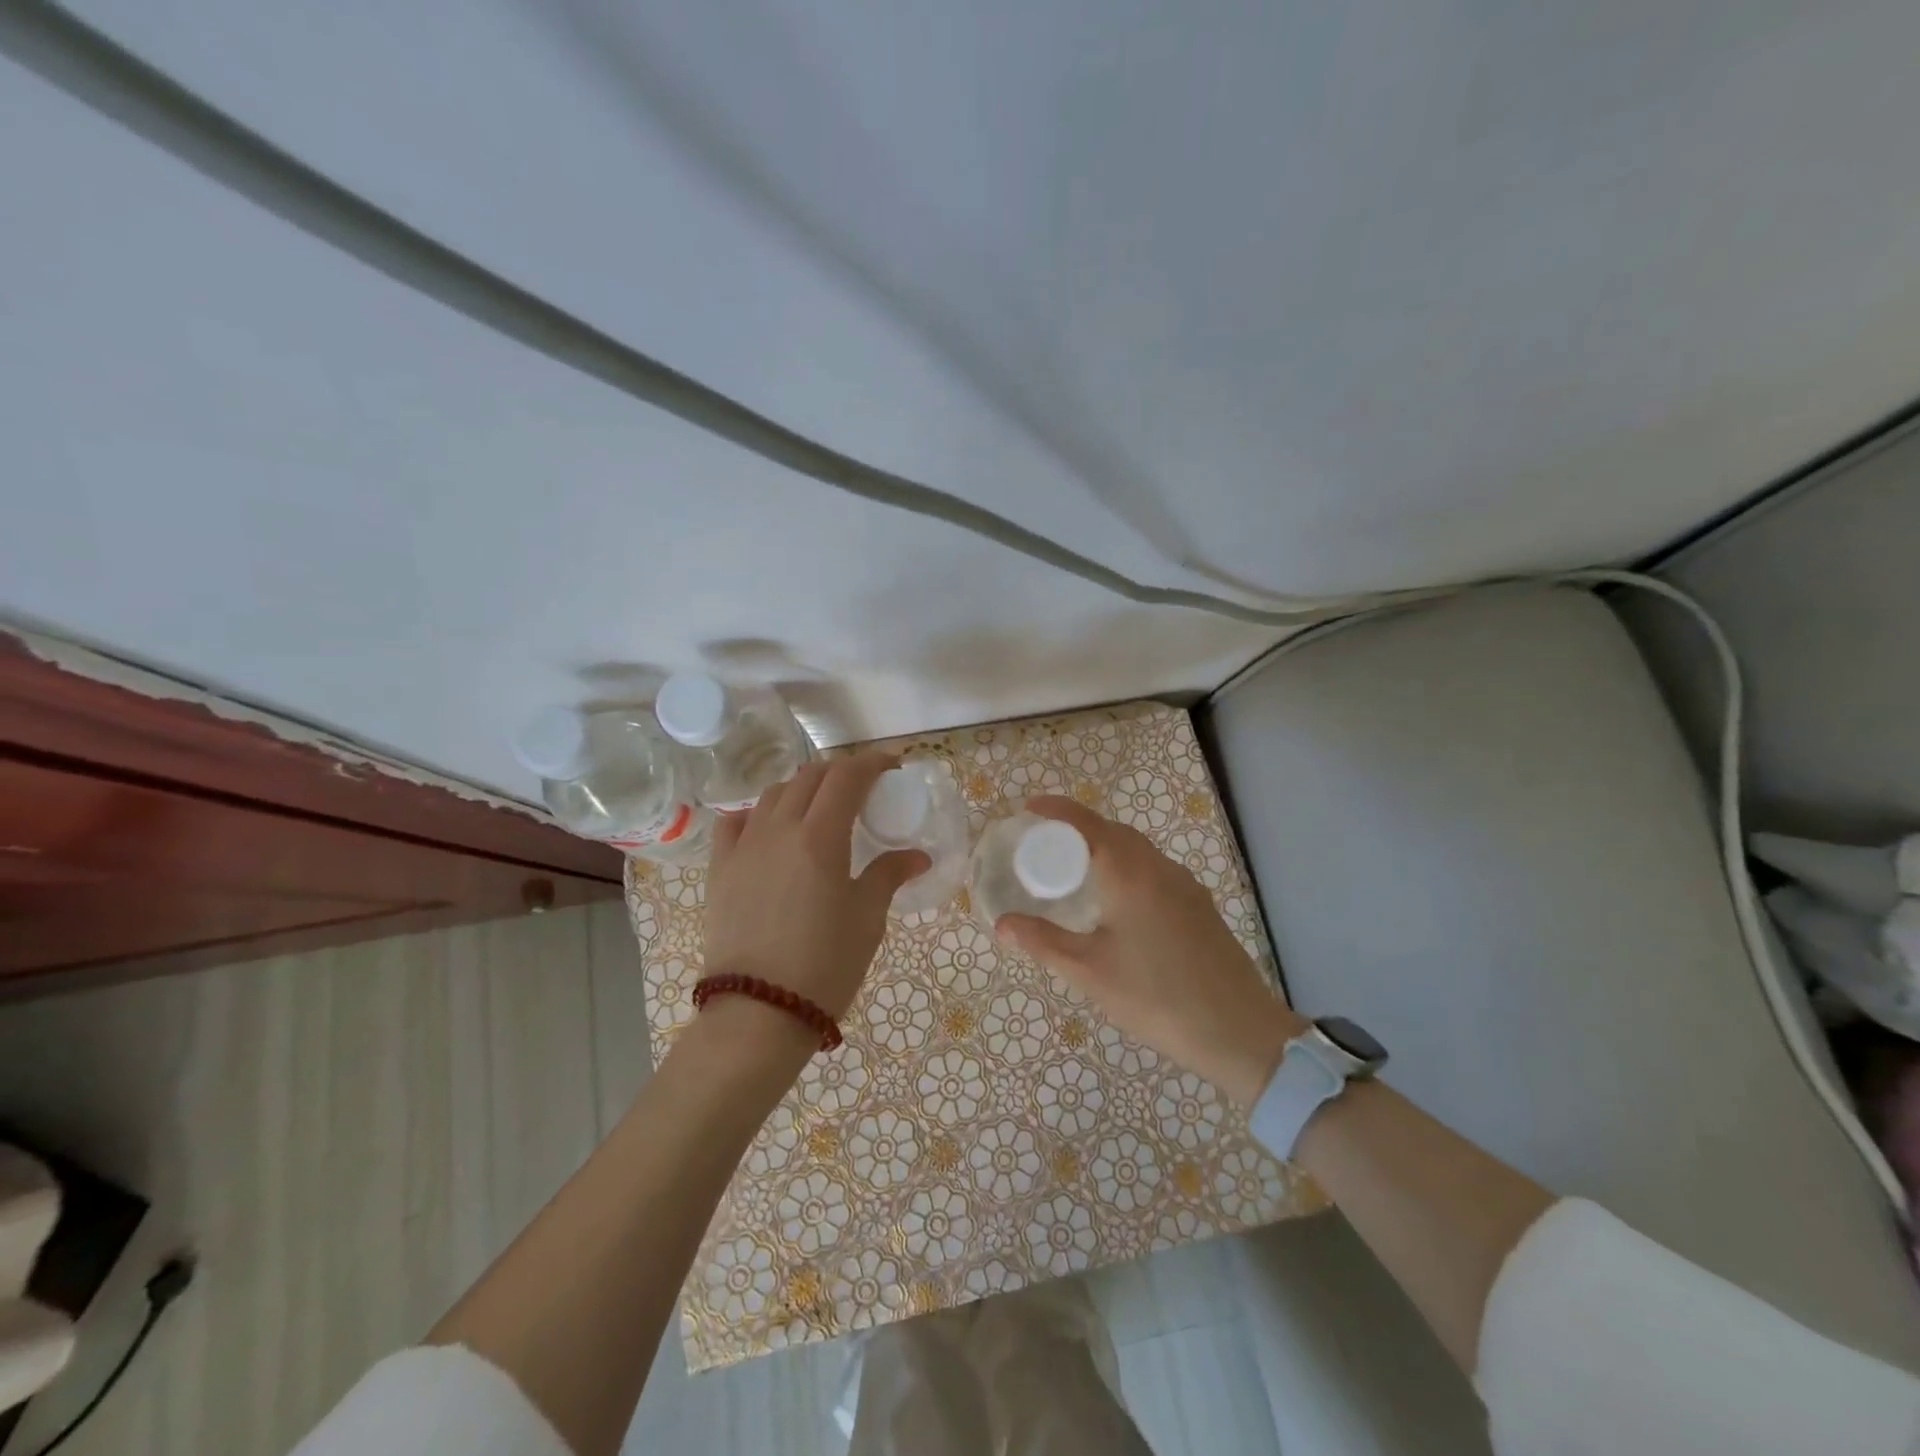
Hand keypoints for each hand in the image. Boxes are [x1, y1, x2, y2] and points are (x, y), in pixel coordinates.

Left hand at [702, 750, 929, 1023]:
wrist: (758, 1013)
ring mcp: (743, 847)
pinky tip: (770, 829)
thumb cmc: (824, 965)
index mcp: (820, 837)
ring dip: (802, 788)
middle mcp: (778, 829)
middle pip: (810, 777)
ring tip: (820, 809)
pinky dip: (758, 813)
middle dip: (841, 772)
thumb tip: (917, 855)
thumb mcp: (867, 918)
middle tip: (863, 789)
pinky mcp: (720, 869)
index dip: (872, 763)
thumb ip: (888, 875)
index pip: (846, 777)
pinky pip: (735, 823)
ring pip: (773, 794)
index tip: (891, 767)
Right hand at [995, 797, 1305, 1104]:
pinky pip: (1156, 870)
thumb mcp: (1089, 971)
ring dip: (1107, 847)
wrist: (1239, 1031)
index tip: (1031, 807)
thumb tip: (1002, 923)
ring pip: (1140, 851)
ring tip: (1079, 869)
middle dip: (1081, 828)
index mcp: (1130, 874)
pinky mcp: (1200, 907)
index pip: (1088, 824)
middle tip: (1049, 843)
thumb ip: (1043, 942)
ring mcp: (1186, 887)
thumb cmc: (1155, 996)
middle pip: (1115, 832)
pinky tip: (1120, 902)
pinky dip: (1129, 868)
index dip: (1058, 810)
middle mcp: (1160, 869)